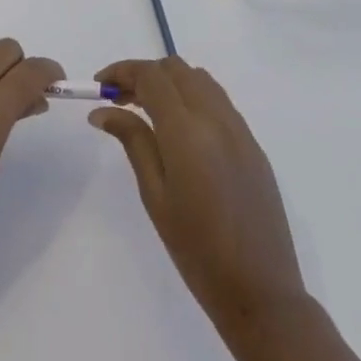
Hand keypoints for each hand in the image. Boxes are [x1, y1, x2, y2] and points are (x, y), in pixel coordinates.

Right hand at [90, 56, 304, 330]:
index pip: (151, 76)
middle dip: (144, 74)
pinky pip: (219, 101)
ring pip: (200, 79)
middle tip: (120, 100)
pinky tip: (180, 128)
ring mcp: (239, 129)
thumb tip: (104, 110)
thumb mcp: (155, 196)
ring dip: (170, 82)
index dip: (122, 71)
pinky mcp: (253, 144)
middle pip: (176, 69)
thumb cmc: (196, 250)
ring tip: (147, 110)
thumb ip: (133, 142)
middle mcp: (216, 118)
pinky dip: (193, 97)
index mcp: (187, 131)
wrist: (260, 291)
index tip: (100, 86)